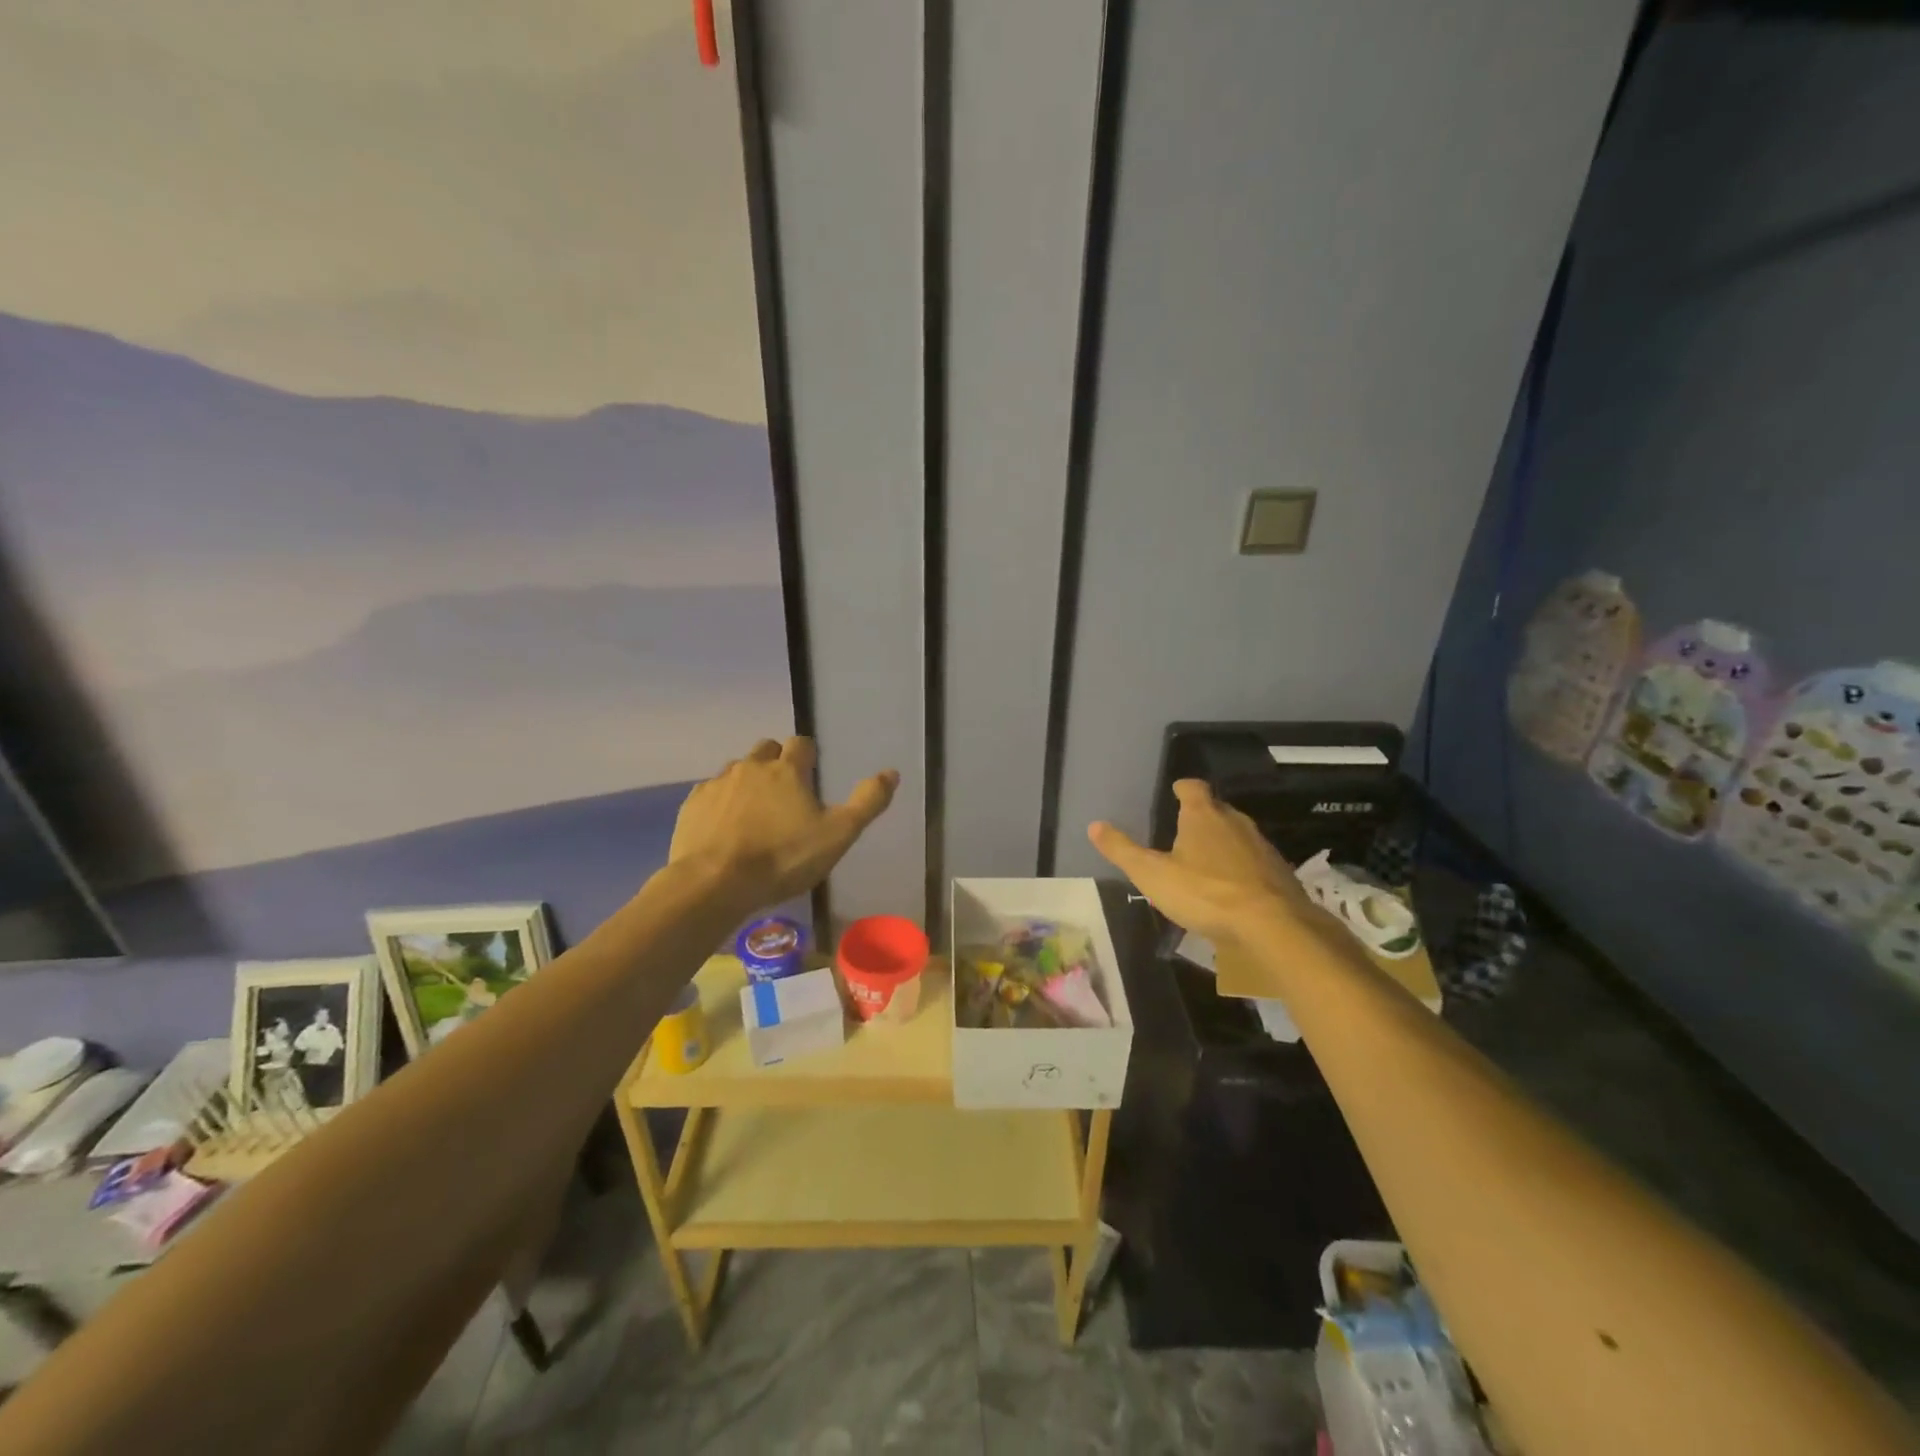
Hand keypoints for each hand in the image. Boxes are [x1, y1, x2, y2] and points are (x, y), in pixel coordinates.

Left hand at [670, 737, 898, 913]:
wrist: (715, 883)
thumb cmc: (784, 858)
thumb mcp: (838, 834)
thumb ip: (867, 802)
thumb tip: (892, 772)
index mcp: (787, 769)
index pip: (802, 744)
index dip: (809, 756)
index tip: (812, 774)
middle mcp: (751, 766)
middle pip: (766, 749)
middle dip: (777, 762)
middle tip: (785, 793)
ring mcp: (718, 783)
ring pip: (737, 769)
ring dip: (748, 781)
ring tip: (755, 812)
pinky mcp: (692, 804)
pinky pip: (710, 793)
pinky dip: (721, 802)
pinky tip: (725, 827)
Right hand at [1087, 779, 1309, 944]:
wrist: (1272, 924)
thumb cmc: (1204, 893)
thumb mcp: (1152, 874)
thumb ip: (1122, 850)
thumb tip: (1094, 825)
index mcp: (1202, 816)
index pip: (1192, 788)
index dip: (1183, 788)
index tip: (1176, 791)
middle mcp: (1234, 822)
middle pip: (1217, 809)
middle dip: (1202, 815)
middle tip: (1185, 828)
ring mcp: (1260, 846)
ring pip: (1238, 834)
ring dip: (1223, 841)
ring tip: (1207, 858)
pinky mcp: (1279, 871)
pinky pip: (1254, 860)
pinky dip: (1242, 866)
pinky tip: (1234, 886)